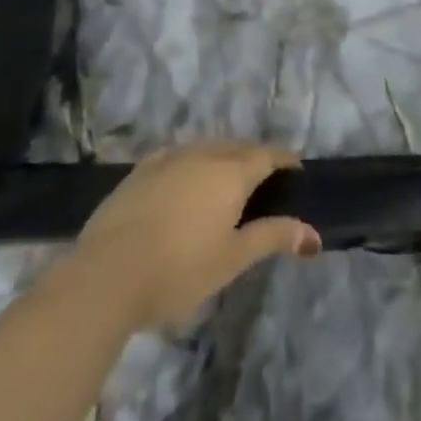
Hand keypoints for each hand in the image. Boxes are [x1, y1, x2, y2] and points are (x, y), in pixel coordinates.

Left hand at [70, 142, 319, 332]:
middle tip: (265, 183)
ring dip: (223, 158)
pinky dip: (192, 163)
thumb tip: (313, 234)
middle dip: (255, 158)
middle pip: (237, 147)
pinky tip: (186, 182)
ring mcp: (168, 158)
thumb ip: (272, 237)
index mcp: (230, 172)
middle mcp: (202, 154)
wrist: (107, 273)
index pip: (267, 154)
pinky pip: (177, 156)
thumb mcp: (232, 259)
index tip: (296, 172)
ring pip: (206, 148)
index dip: (284, 160)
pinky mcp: (141, 169)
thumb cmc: (179, 269)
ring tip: (227, 183)